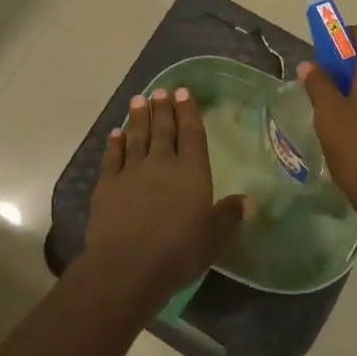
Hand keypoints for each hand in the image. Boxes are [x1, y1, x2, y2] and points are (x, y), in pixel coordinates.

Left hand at [84, 88, 250, 301]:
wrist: (128, 265)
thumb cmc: (178, 251)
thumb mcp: (214, 238)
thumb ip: (229, 216)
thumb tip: (249, 200)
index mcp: (192, 172)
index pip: (191, 134)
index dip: (188, 112)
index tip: (183, 93)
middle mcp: (162, 164)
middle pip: (163, 130)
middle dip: (163, 109)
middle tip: (160, 90)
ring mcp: (132, 172)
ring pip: (137, 137)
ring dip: (138, 118)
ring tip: (139, 99)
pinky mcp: (108, 185)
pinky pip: (112, 157)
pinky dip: (115, 143)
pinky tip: (116, 133)